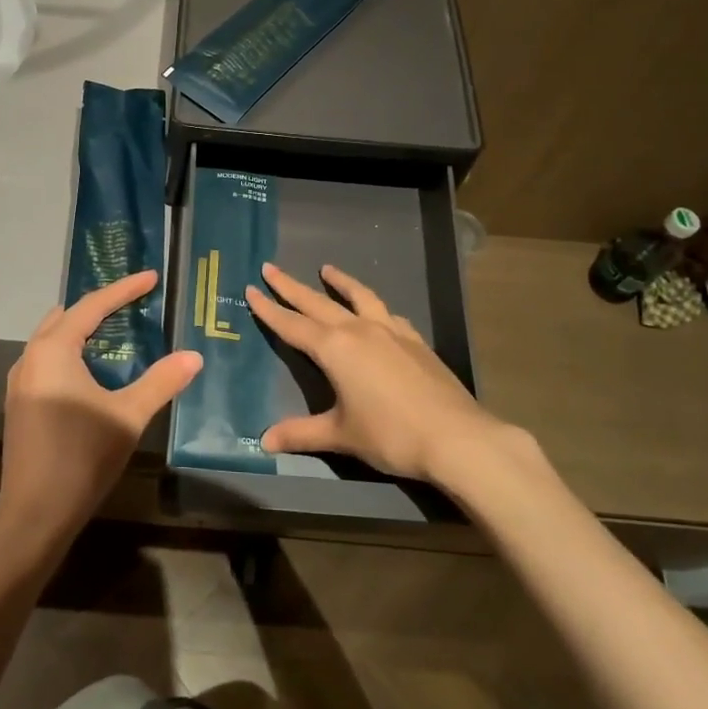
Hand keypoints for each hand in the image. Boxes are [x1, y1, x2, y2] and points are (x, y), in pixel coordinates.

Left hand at [0, 269, 201, 545]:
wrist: (34, 516)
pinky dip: (70, 352)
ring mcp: (20, 382)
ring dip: (82, 329)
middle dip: (100, 305)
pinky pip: (47, 360)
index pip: (93, 306)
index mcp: (54, 351)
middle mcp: (30, 358)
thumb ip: (162, 381)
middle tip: (133, 301)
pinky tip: (91, 369)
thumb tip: (194, 356)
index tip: (151, 277)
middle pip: (67, 317)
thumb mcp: (128, 416)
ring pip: (52, 338)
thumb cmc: (82, 457)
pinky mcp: (19, 404)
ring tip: (115, 329)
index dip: (124, 289)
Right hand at [245, 262, 500, 482]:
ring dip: (340, 282)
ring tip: (327, 269)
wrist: (456, 437)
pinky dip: (374, 306)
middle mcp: (359, 330)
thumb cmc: (390, 435)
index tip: (251, 288)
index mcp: (334, 348)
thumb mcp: (341, 435)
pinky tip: (377, 311)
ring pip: (359, 296)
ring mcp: (391, 331)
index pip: (292, 324)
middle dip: (291, 286)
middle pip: (317, 302)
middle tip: (271, 267)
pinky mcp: (415, 340)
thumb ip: (302, 433)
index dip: (269, 308)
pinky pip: (388, 314)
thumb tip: (265, 441)